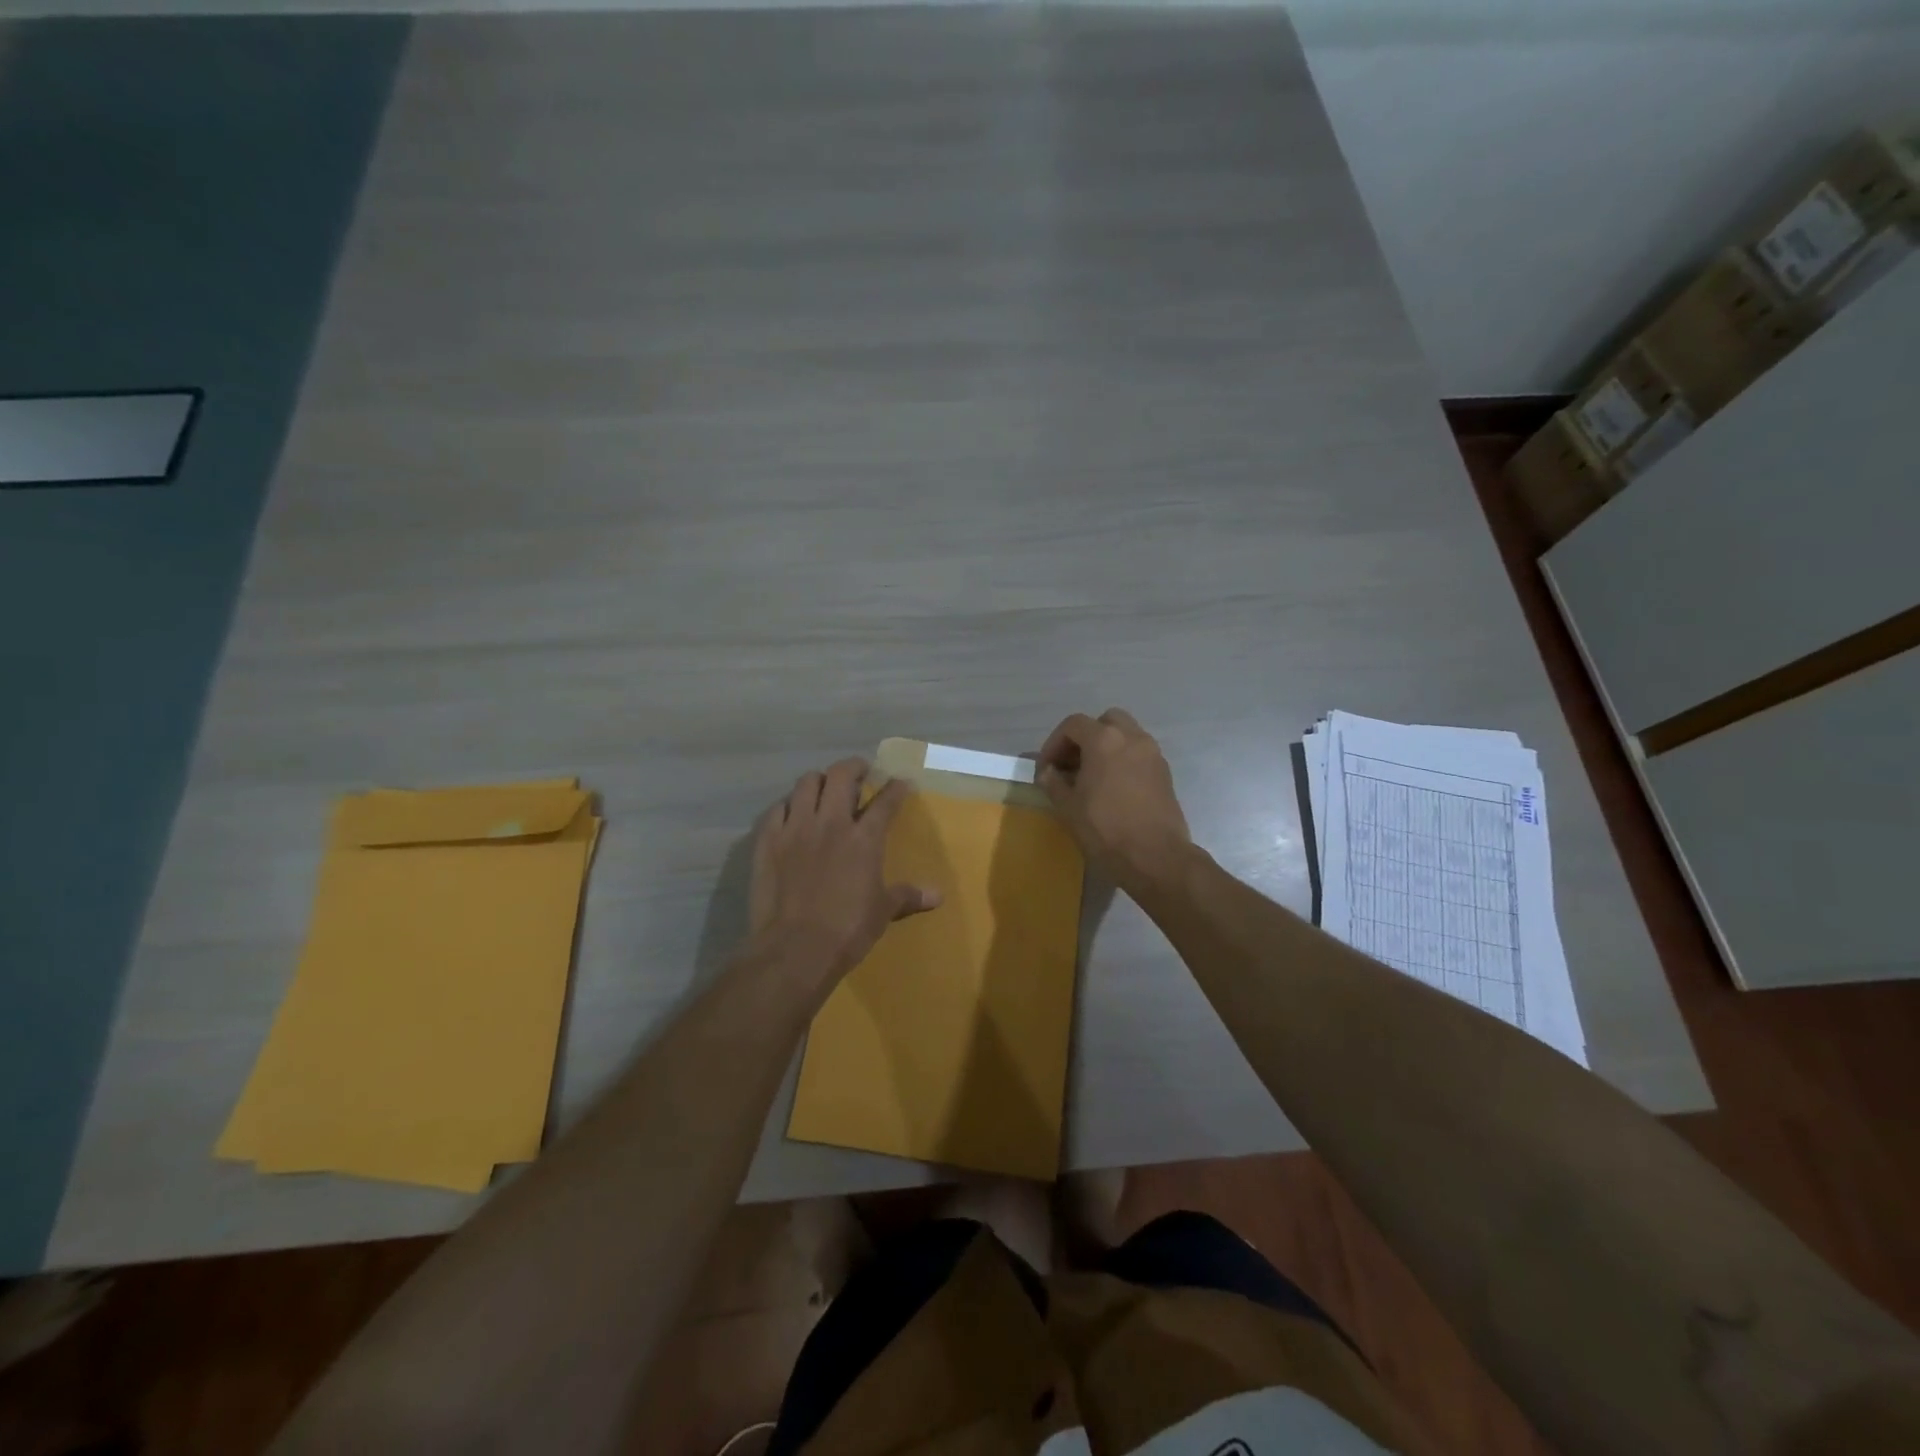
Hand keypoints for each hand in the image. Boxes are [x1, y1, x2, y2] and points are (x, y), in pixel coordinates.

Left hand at [748, 758, 941, 992]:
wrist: (794, 949)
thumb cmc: (847, 930)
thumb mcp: (883, 912)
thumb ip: (908, 895)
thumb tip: (938, 895)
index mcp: (864, 838)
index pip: (885, 801)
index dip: (896, 788)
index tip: (901, 782)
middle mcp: (830, 823)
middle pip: (840, 776)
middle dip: (853, 767)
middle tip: (860, 771)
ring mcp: (795, 828)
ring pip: (806, 784)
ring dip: (819, 781)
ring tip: (825, 788)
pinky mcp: (768, 841)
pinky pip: (777, 809)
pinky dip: (788, 806)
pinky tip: (792, 814)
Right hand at [1037, 709, 1192, 894]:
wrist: (1155, 856)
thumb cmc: (1105, 829)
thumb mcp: (1068, 806)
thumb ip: (1053, 782)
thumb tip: (1047, 771)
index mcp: (1104, 740)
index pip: (1073, 725)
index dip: (1054, 743)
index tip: (1047, 768)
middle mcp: (1132, 737)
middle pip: (1105, 721)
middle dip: (1085, 737)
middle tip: (1072, 764)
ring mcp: (1153, 753)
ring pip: (1126, 735)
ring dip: (1106, 747)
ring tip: (1092, 776)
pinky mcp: (1165, 772)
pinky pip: (1139, 754)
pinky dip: (1123, 760)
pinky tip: (1113, 788)